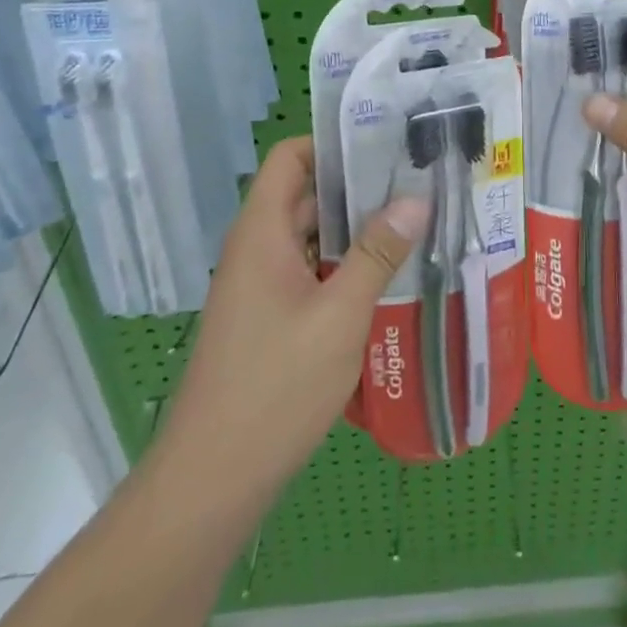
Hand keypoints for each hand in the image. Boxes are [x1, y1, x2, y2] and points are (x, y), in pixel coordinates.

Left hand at [162, 138, 425, 498]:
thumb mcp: (339, 316)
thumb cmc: (275, 388)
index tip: (383, 141)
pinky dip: (341, 263)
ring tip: (410, 221)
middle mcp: (255, 249)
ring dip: (353, 228)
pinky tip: (384, 276)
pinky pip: (307, 270)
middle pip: (305, 193)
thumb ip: (377, 254)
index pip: (290, 157)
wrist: (211, 484)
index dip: (331, 141)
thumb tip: (415, 198)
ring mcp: (259, 286)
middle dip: (356, 184)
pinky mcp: (267, 318)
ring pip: (308, 236)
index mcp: (261, 233)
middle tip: (414, 179)